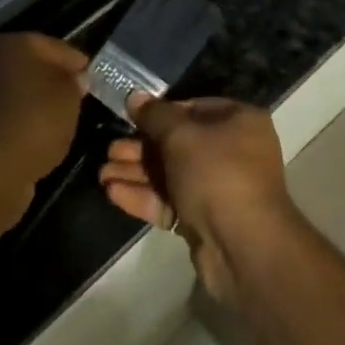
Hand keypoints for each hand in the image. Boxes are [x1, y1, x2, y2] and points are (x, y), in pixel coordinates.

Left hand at [0, 33, 88, 228]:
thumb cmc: (36, 118)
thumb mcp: (69, 95)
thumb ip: (74, 82)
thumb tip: (75, 79)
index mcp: (12, 42)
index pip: (53, 46)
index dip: (75, 60)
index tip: (91, 75)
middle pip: (29, 65)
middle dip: (51, 79)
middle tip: (75, 96)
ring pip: (14, 91)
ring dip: (32, 101)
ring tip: (57, 119)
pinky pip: (3, 115)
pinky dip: (18, 122)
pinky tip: (35, 136)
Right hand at [98, 93, 297, 303]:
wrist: (243, 248)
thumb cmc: (216, 173)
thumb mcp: (180, 135)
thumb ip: (154, 115)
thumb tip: (135, 97)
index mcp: (238, 122)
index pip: (192, 109)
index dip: (159, 113)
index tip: (130, 117)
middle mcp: (232, 151)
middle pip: (177, 144)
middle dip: (140, 148)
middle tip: (109, 150)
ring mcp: (218, 188)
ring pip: (170, 174)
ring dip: (136, 173)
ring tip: (102, 174)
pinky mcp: (204, 220)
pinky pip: (171, 201)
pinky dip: (145, 196)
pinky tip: (113, 192)